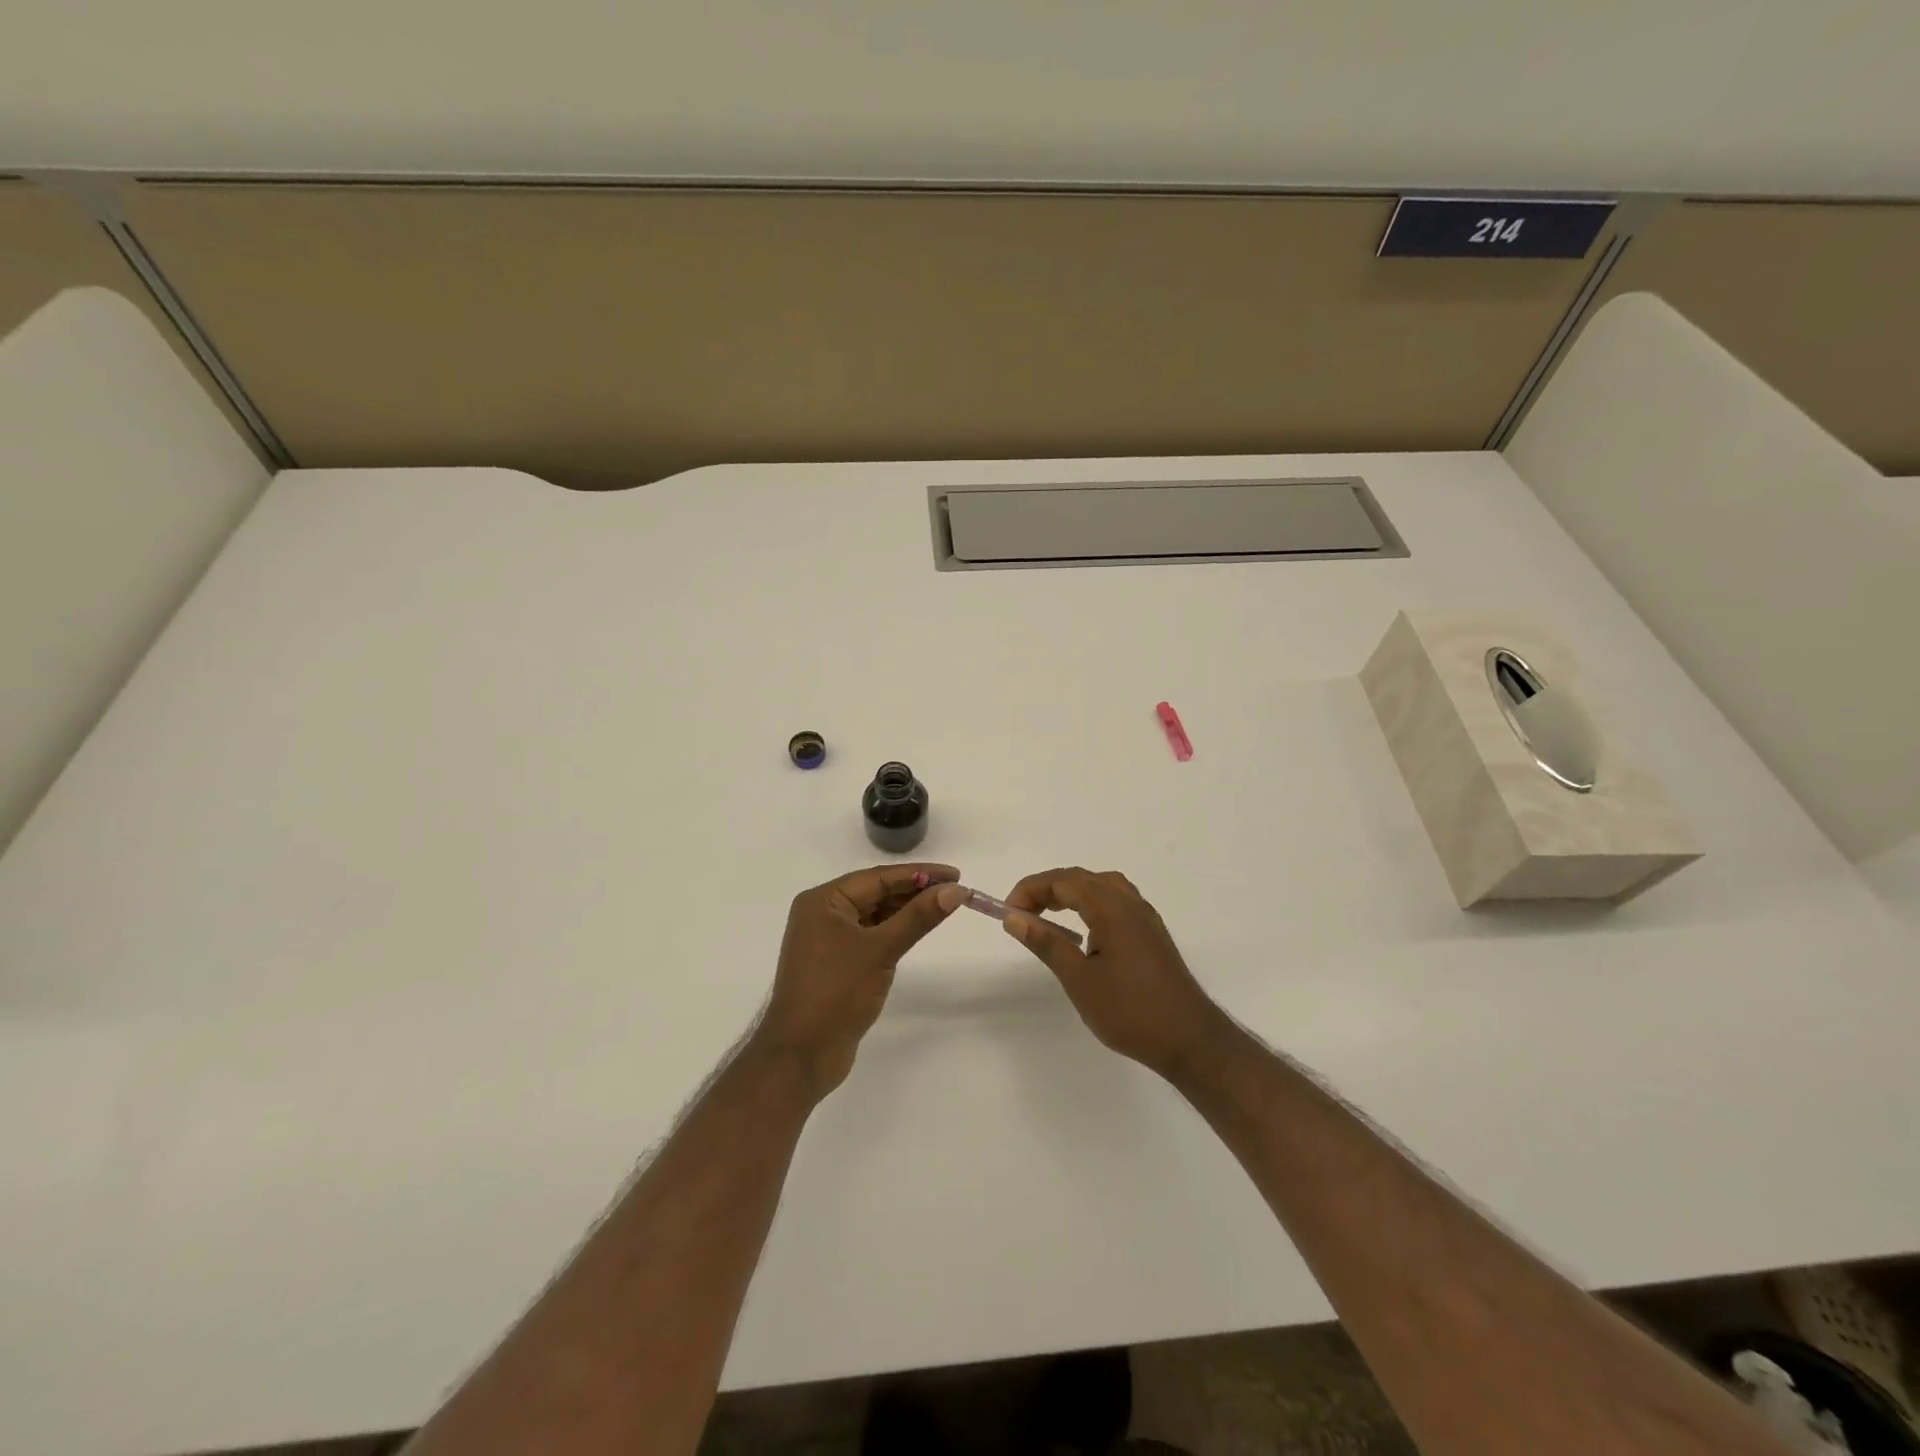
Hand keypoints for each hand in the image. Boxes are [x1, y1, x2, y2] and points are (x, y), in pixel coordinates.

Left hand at [753, 863, 965, 1099]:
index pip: (878, 877)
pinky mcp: (837, 962)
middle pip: (876, 892)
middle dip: (915, 890)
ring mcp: (828, 939)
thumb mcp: (881, 950)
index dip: (919, 874)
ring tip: (944, 905)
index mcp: (823, 900)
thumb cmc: (836, 993)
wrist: (801, 1055)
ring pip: (875, 914)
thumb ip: (918, 917)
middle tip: (955, 890)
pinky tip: (918, 928)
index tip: (956, 874)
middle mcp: (823, 913)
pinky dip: (895, 930)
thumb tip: (956, 890)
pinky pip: (871, 935)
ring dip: (907, 910)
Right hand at [1003, 867, 1232, 1080]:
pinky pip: (1116, 901)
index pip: (1064, 880)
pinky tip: (1084, 931)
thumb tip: (1014, 917)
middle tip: (1022, 913)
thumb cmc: (1130, 1011)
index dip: (1032, 889)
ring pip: (1102, 887)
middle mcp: (1130, 903)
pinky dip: (1091, 904)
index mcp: (1112, 908)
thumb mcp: (1079, 979)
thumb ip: (1046, 943)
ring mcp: (1145, 917)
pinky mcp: (1152, 933)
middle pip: (1082, 879)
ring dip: (1071, 893)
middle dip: (1048, 889)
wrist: (1189, 1040)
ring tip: (1048, 916)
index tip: (1009, 911)